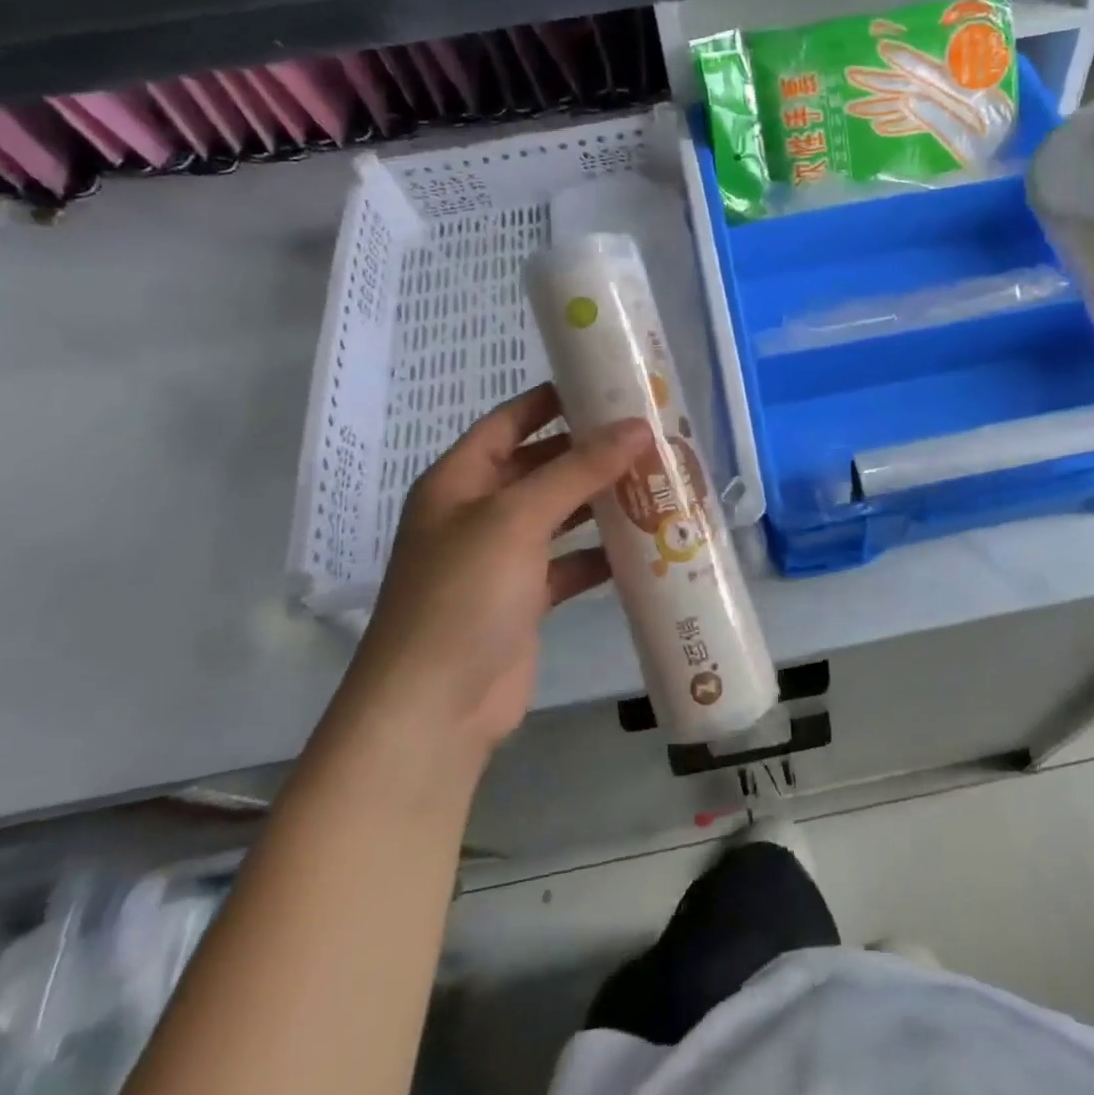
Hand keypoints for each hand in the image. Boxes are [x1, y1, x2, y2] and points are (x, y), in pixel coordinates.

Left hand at [349, 385, 650, 758]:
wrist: (435, 709)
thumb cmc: (464, 594)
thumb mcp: (518, 518)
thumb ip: (578, 470)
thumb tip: (637, 427)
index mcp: (460, 480)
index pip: (511, 420)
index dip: (554, 400)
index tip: (609, 385)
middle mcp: (479, 512)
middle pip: (541, 466)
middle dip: (591, 452)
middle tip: (650, 435)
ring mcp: (502, 558)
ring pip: (561, 514)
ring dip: (603, 501)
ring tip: (658, 480)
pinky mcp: (526, 600)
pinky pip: (570, 563)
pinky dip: (602, 553)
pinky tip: (645, 544)